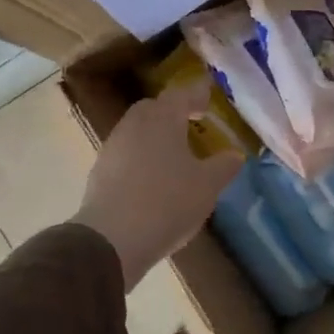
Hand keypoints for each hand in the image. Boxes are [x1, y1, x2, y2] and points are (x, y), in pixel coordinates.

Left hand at [73, 82, 242, 290]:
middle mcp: (133, 125)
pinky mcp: (99, 173)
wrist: (112, 240)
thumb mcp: (207, 185)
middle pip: (154, 108)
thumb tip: (235, 154)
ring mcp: (112, 148)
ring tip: (174, 154)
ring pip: (137, 131)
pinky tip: (153, 179)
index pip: (182, 94)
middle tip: (191, 122)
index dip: (197, 93)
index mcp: (162, 118)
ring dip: (155, 136)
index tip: (209, 96)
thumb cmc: (167, 202)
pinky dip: (141, 158)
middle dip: (172, 112)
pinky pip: (126, 155)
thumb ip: (223, 166)